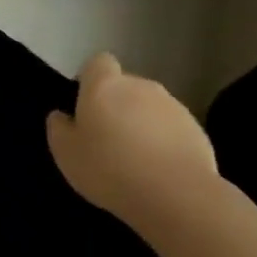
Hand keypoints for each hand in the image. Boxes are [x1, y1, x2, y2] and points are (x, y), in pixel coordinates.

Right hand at [46, 52, 218, 231]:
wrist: (175, 193)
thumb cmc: (108, 168)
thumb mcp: (65, 153)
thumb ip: (59, 128)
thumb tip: (61, 115)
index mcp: (105, 86)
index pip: (98, 62)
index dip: (89, 79)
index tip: (83, 105)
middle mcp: (141, 87)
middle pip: (124, 86)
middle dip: (115, 104)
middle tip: (104, 138)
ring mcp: (173, 106)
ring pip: (148, 107)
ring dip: (139, 123)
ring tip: (132, 158)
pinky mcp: (196, 129)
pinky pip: (170, 128)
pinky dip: (161, 141)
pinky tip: (156, 169)